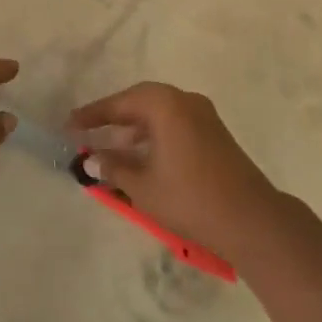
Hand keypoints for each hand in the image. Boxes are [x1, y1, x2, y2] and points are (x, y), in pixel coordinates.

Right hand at [67, 83, 281, 259]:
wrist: (252, 220)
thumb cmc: (190, 199)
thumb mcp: (142, 186)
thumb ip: (114, 167)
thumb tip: (93, 159)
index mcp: (164, 104)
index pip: (118, 104)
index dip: (91, 116)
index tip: (69, 125)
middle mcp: (184, 100)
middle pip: (139, 101)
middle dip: (113, 117)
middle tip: (88, 130)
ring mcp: (203, 115)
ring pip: (158, 113)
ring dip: (134, 127)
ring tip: (111, 145)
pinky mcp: (214, 133)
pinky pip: (174, 123)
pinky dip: (154, 134)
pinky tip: (142, 155)